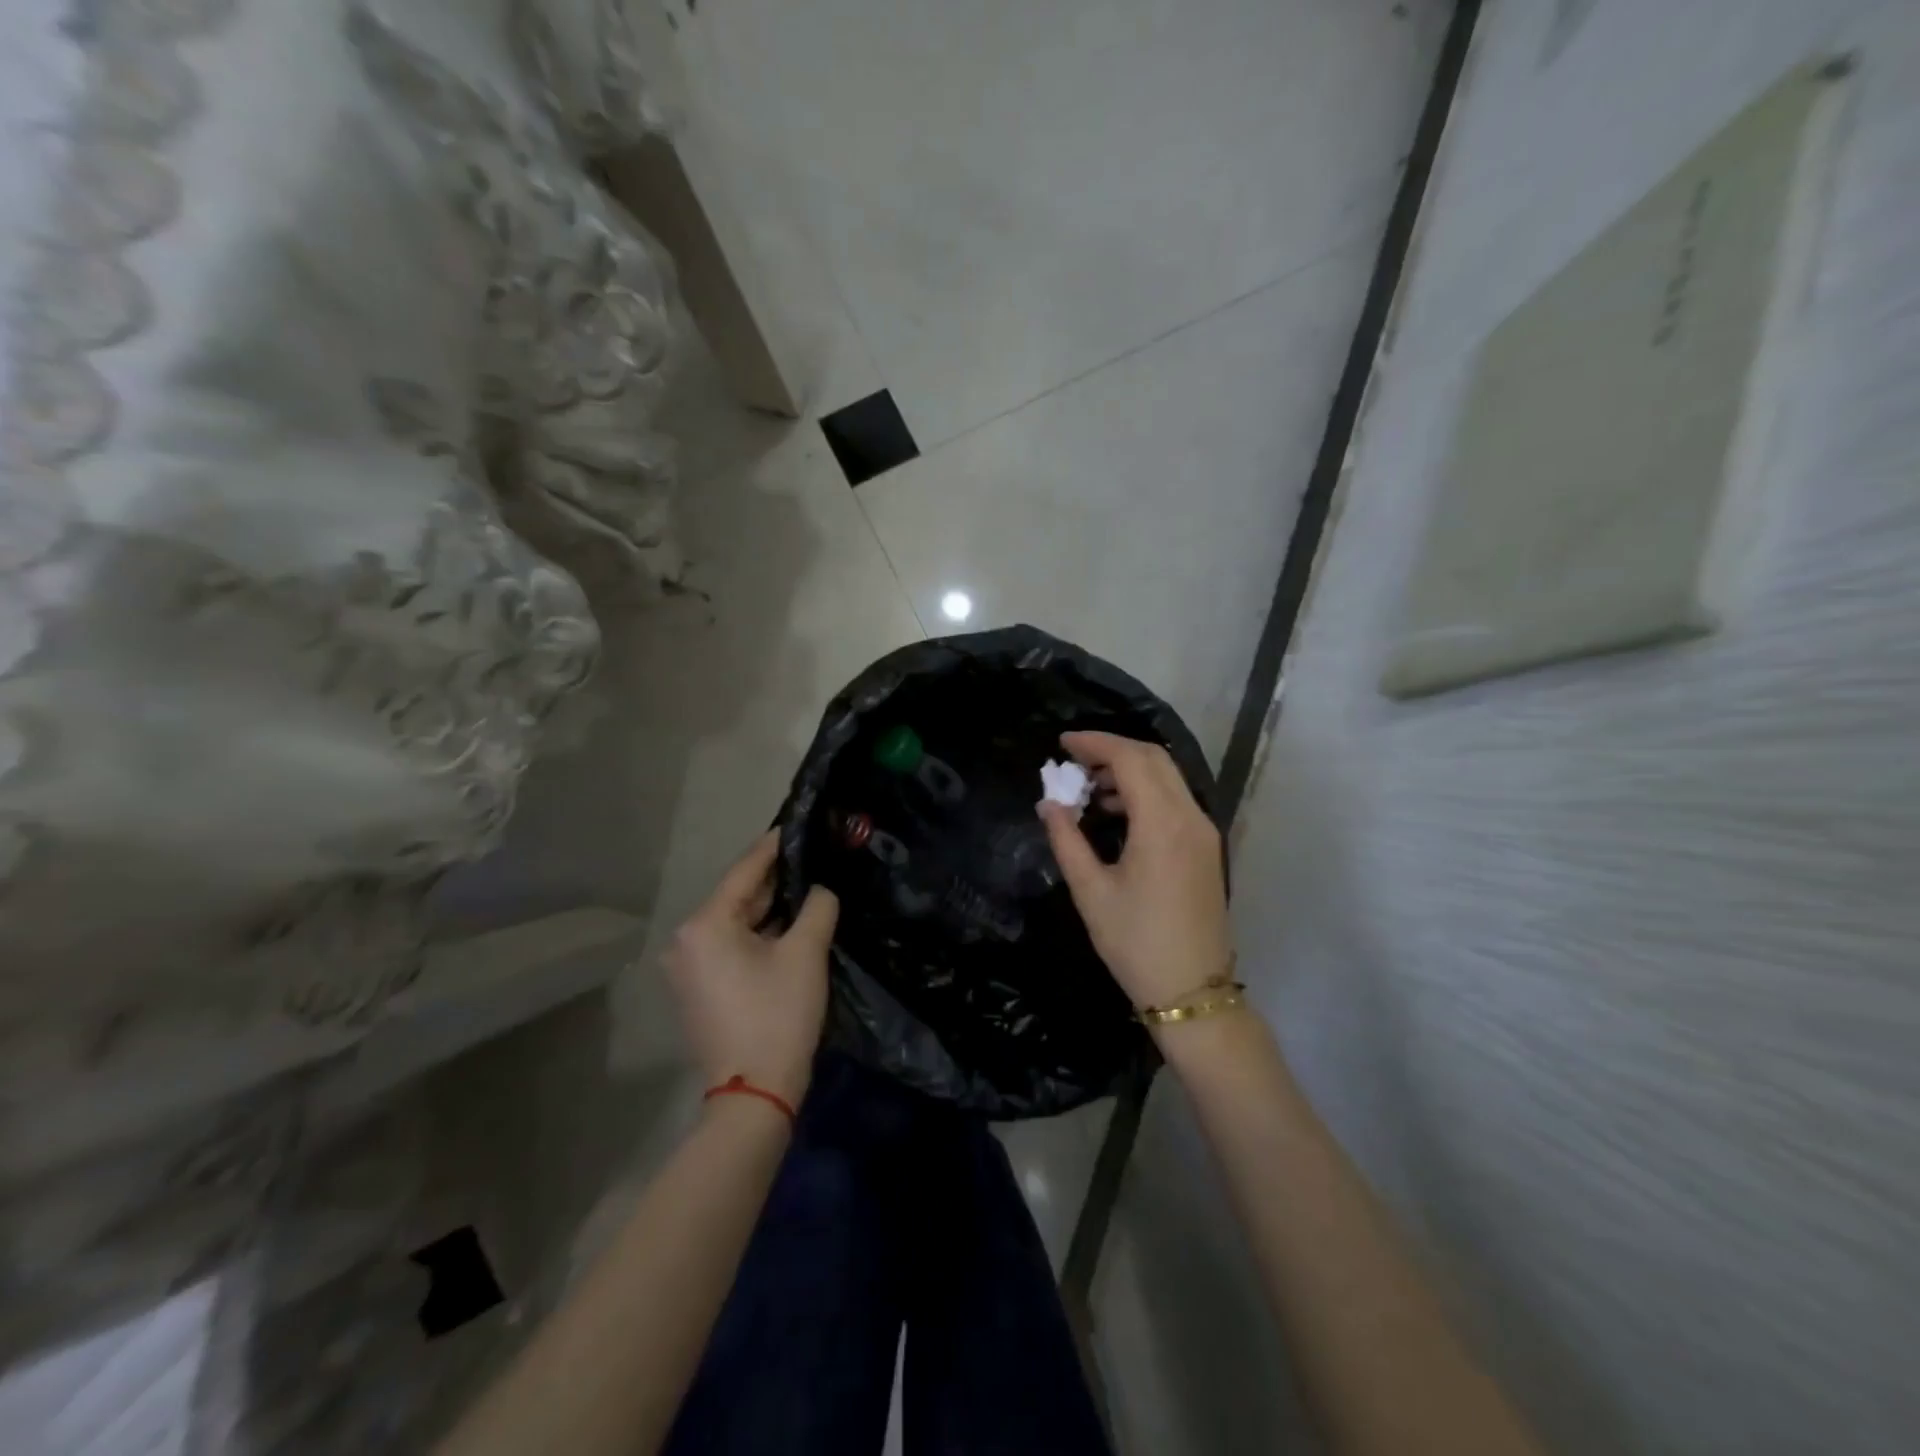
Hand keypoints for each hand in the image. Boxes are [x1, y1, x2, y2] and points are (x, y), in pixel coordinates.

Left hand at [665, 831, 838, 1110]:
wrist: (754, 1094)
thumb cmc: (778, 1016)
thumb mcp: (806, 953)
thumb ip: (817, 906)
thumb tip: (820, 890)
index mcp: (705, 924)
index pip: (745, 870)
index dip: (774, 845)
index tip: (798, 824)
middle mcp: (687, 939)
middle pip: (738, 895)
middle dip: (776, 878)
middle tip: (812, 855)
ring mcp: (688, 966)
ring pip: (735, 921)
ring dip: (769, 906)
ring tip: (807, 883)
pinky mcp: (698, 987)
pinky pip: (730, 944)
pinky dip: (757, 932)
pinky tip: (788, 922)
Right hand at [1038, 731, 1230, 1010]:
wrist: (1192, 993)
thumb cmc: (1135, 943)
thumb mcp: (1091, 891)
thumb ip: (1067, 839)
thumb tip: (1048, 804)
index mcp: (1162, 824)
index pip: (1130, 759)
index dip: (1095, 743)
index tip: (1062, 743)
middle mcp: (1190, 817)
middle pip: (1154, 759)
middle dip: (1112, 750)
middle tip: (1073, 760)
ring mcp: (1204, 832)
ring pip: (1168, 778)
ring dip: (1130, 771)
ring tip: (1089, 789)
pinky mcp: (1206, 848)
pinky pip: (1175, 800)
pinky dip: (1146, 792)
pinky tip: (1117, 813)